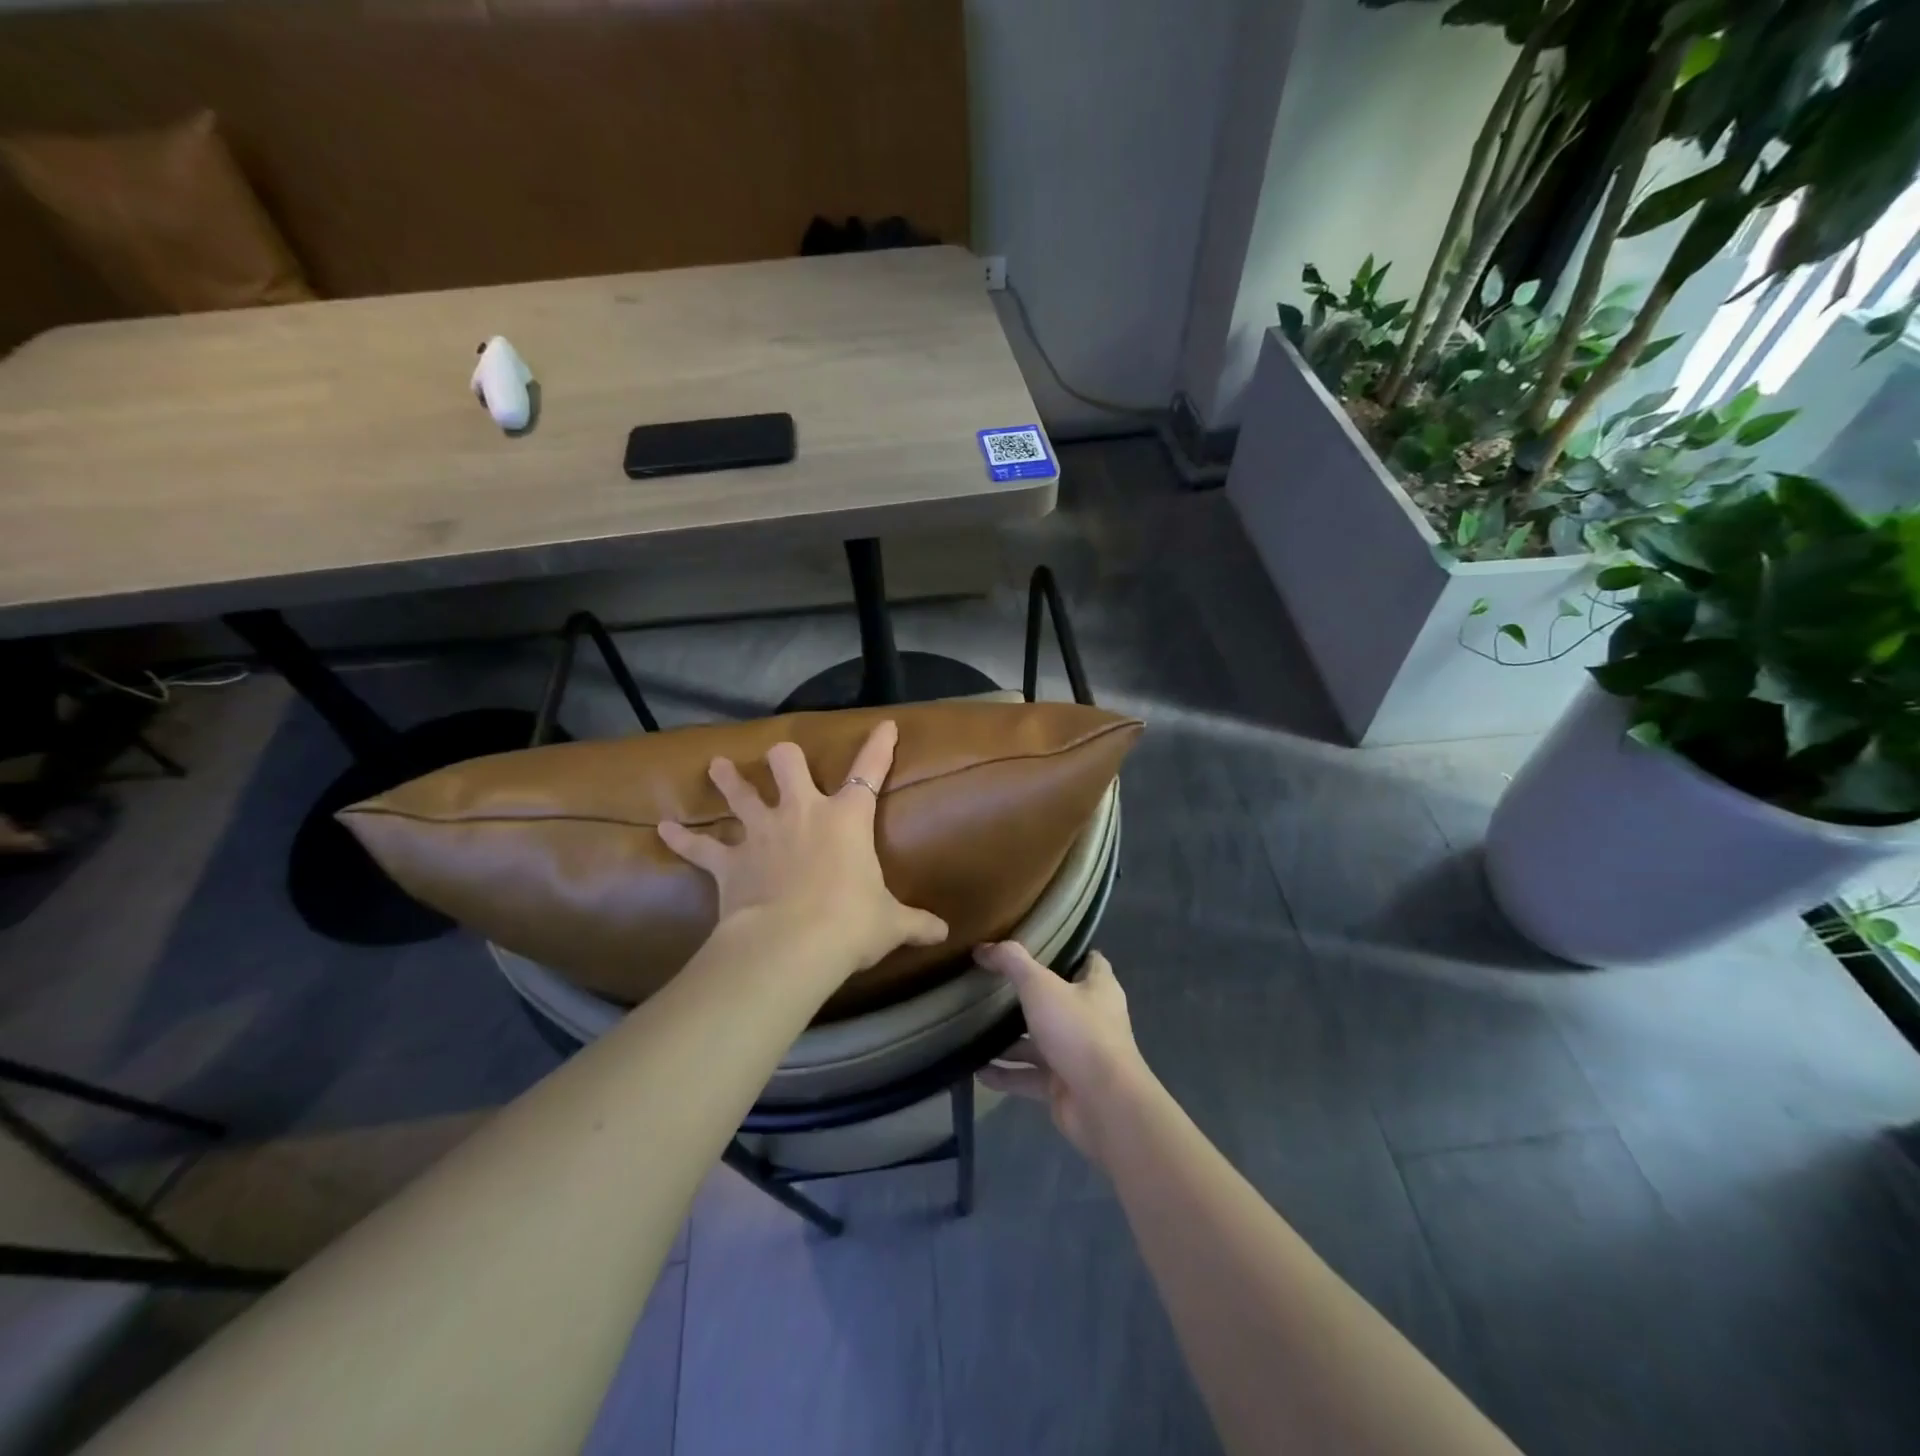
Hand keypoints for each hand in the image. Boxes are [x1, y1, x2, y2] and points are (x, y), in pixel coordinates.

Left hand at [658, 720, 948, 974]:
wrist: (793, 944)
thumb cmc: (850, 923)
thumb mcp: (890, 924)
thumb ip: (916, 923)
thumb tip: (944, 933)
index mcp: (846, 819)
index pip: (869, 772)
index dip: (879, 747)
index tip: (884, 725)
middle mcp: (801, 814)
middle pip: (787, 764)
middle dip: (783, 758)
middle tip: (780, 757)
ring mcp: (761, 833)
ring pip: (740, 794)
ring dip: (728, 780)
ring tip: (716, 766)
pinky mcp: (728, 861)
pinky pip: (699, 845)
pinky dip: (681, 839)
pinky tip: (662, 828)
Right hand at [975, 942, 1151, 1162]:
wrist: (1102, 1104)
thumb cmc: (1078, 1031)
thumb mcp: (1040, 986)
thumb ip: (1012, 962)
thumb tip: (983, 947)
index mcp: (1098, 988)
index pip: (1088, 960)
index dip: (1066, 951)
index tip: (1036, 944)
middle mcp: (1091, 1018)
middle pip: (1058, 1001)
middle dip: (1028, 996)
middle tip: (992, 985)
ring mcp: (1077, 1054)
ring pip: (1040, 1041)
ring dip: (1010, 1040)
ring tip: (975, 1029)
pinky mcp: (1063, 1085)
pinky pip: (1029, 1076)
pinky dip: (1006, 1074)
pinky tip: (977, 1070)